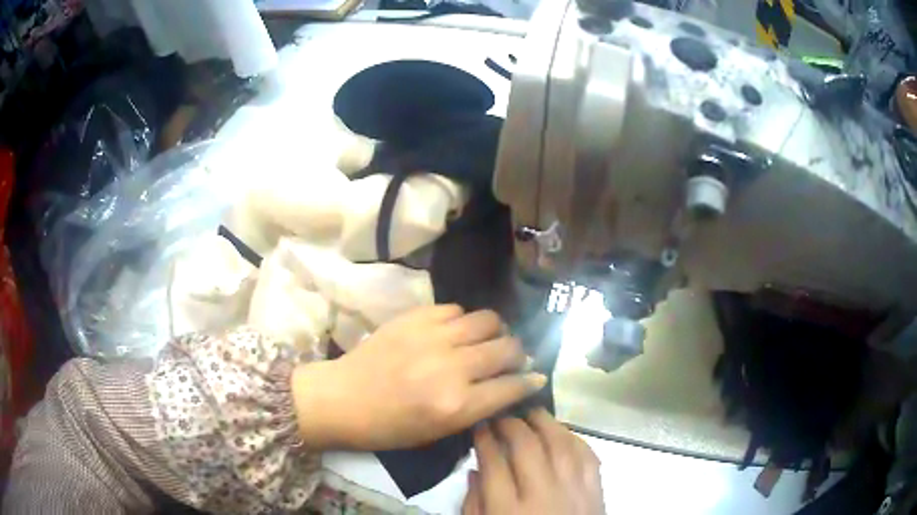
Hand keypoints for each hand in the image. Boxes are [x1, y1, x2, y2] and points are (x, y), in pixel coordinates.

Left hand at [291, 305, 546, 449]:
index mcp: (457, 405)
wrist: (343, 398)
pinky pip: (457, 310)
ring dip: (495, 332)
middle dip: (518, 355)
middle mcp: (452, 367)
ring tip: (487, 341)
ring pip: (488, 320)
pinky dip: (463, 322)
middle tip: (511, 359)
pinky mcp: (415, 317)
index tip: (535, 378)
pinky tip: (455, 333)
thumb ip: (479, 408)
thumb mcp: (439, 432)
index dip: (530, 381)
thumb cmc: (390, 428)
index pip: (512, 386)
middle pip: (507, 348)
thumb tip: (513, 385)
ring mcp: (433, 337)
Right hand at [465, 409, 604, 514]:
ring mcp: (575, 490)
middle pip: (527, 446)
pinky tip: (562, 433)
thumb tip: (475, 471)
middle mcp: (543, 495)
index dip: (484, 439)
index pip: (494, 463)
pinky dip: (574, 438)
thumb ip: (474, 504)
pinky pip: (587, 455)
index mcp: (509, 510)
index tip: (479, 425)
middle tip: (501, 415)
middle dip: (511, 424)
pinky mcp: (596, 491)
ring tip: (530, 412)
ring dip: (544, 422)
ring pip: (560, 443)